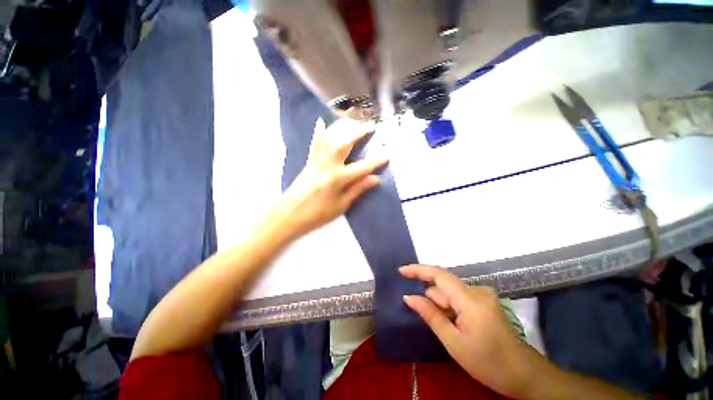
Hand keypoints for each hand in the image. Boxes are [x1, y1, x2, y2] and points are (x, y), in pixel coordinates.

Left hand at [278, 118, 387, 236]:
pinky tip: (321, 122)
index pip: (362, 167)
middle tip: (370, 126)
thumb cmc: (317, 214)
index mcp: (337, 179)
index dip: (376, 161)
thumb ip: (357, 190)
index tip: (387, 154)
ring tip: (352, 120)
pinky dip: (319, 132)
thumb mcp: (340, 206)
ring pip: (330, 138)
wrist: (289, 214)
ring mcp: (316, 160)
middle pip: (345, 143)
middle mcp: (327, 165)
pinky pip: (315, 143)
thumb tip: (375, 179)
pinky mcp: (309, 161)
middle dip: (358, 132)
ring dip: (342, 127)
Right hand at [400, 265, 535, 398]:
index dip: (418, 270)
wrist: (524, 375)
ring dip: (442, 306)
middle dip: (432, 300)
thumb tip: (408, 297)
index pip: (439, 275)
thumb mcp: (453, 342)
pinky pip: (459, 298)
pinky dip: (450, 308)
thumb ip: (430, 315)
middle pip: (444, 287)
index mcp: (470, 299)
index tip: (401, 271)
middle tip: (428, 320)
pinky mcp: (484, 301)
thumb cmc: (488, 363)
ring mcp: (482, 295)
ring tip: (447, 329)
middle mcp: (477, 290)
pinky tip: (454, 325)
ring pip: (451, 294)